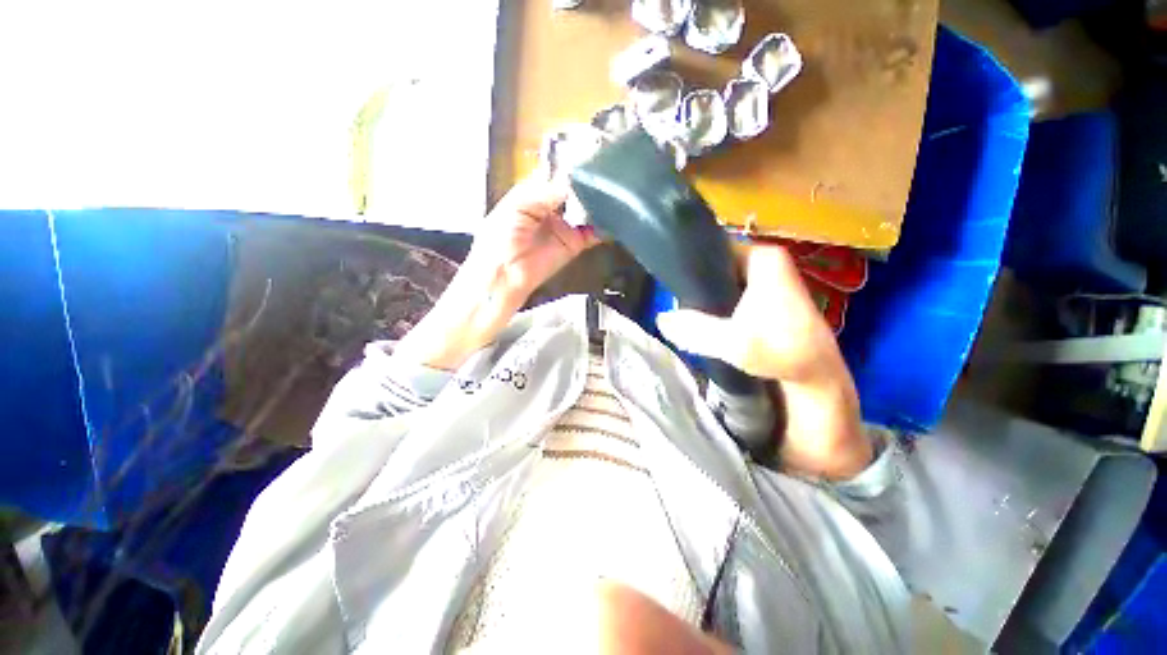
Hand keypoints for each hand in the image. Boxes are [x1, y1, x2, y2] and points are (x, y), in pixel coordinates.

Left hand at [464, 176, 599, 305]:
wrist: (505, 274)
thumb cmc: (500, 236)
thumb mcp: (518, 205)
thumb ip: (546, 191)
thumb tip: (572, 179)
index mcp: (534, 193)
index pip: (556, 175)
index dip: (570, 168)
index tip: (588, 158)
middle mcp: (551, 207)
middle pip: (574, 191)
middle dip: (588, 183)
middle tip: (604, 173)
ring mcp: (564, 225)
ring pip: (586, 210)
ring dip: (597, 203)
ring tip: (611, 191)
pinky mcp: (574, 244)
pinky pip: (592, 233)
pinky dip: (603, 228)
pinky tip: (611, 218)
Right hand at [656, 245, 870, 479]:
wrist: (816, 377)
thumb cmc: (781, 351)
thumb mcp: (734, 342)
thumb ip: (694, 329)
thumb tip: (660, 318)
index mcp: (763, 257)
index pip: (714, 246)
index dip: (690, 262)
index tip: (671, 280)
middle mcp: (766, 261)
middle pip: (717, 264)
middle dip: (696, 283)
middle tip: (675, 302)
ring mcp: (767, 279)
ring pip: (722, 280)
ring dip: (705, 296)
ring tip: (684, 311)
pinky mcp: (765, 298)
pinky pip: (730, 293)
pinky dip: (716, 304)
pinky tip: (704, 320)